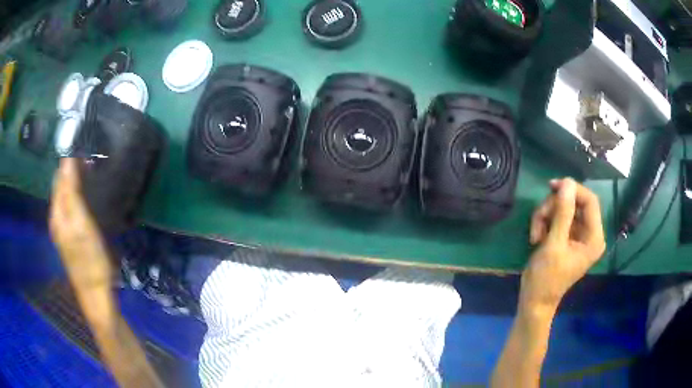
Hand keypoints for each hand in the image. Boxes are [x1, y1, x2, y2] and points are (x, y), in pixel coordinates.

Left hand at [50, 158, 112, 292]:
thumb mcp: (80, 224)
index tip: (88, 152)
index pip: (59, 178)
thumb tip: (67, 160)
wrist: (96, 293)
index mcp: (57, 213)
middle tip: (93, 161)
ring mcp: (64, 229)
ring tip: (92, 174)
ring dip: (76, 183)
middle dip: (73, 171)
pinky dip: (78, 196)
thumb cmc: (90, 258)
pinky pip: (71, 207)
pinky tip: (88, 197)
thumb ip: (71, 193)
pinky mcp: (72, 236)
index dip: (71, 162)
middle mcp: (57, 218)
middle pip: (61, 186)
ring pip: (66, 197)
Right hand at [522, 178, 605, 310]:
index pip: (590, 201)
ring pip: (563, 208)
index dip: (573, 190)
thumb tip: (567, 182)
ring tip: (535, 234)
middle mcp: (589, 233)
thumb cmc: (546, 278)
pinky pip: (557, 217)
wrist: (534, 300)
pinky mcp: (566, 236)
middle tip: (538, 220)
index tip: (552, 187)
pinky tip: (537, 237)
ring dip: (546, 215)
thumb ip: (562, 213)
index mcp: (594, 237)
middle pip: (575, 202)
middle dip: (554, 207)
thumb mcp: (554, 245)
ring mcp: (577, 234)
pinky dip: (545, 222)